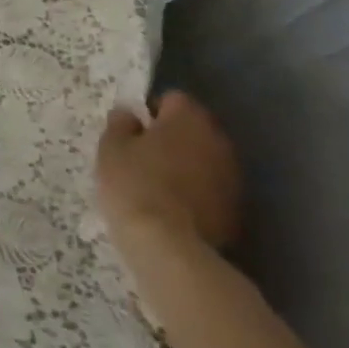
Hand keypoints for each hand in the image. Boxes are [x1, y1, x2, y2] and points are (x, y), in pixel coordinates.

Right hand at [95, 91, 242, 251]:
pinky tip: (175, 212)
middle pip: (193, 130)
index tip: (133, 133)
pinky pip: (211, 191)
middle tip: (143, 159)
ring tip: (159, 188)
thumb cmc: (135, 185)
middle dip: (172, 139)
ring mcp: (232, 177)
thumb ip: (120, 124)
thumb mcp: (111, 148)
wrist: (169, 248)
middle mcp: (218, 140)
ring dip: (187, 167)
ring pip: (204, 161)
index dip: (150, 113)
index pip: (172, 99)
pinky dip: (197, 195)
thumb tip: (130, 114)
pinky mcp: (237, 211)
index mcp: (189, 117)